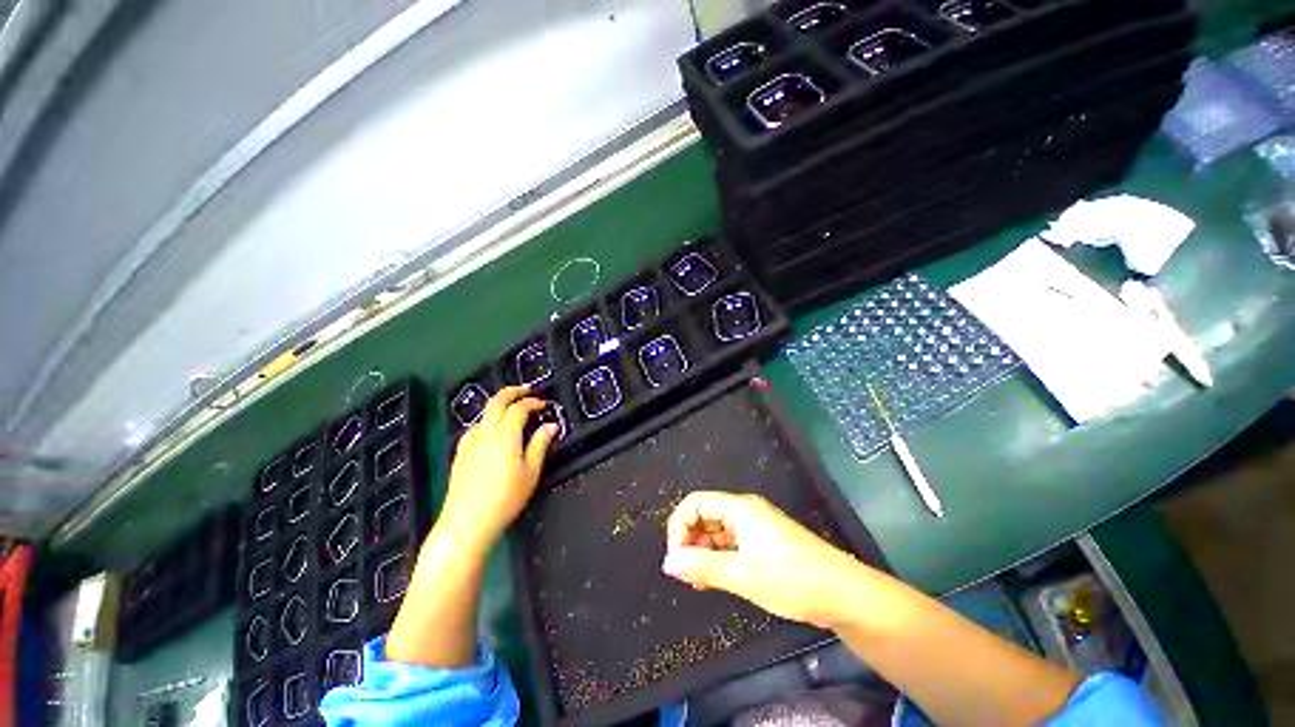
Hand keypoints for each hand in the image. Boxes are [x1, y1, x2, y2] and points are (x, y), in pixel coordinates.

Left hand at [437, 386, 556, 552]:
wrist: (467, 522)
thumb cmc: (505, 497)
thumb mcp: (531, 471)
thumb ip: (541, 444)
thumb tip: (551, 425)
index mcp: (504, 434)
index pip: (519, 408)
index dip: (533, 402)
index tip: (544, 404)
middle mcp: (484, 432)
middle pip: (496, 401)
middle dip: (512, 391)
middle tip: (526, 389)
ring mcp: (469, 441)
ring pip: (484, 413)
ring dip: (500, 406)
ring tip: (513, 410)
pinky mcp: (460, 452)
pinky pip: (477, 427)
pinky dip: (490, 420)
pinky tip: (495, 432)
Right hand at [662, 490, 867, 627]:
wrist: (844, 595)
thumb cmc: (792, 579)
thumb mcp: (743, 575)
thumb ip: (702, 566)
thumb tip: (668, 562)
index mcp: (739, 509)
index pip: (695, 503)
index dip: (679, 526)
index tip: (676, 558)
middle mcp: (745, 512)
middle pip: (704, 515)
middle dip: (690, 541)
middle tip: (686, 573)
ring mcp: (755, 527)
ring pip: (716, 531)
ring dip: (703, 552)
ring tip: (698, 581)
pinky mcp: (763, 543)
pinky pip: (730, 544)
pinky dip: (718, 558)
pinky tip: (715, 579)